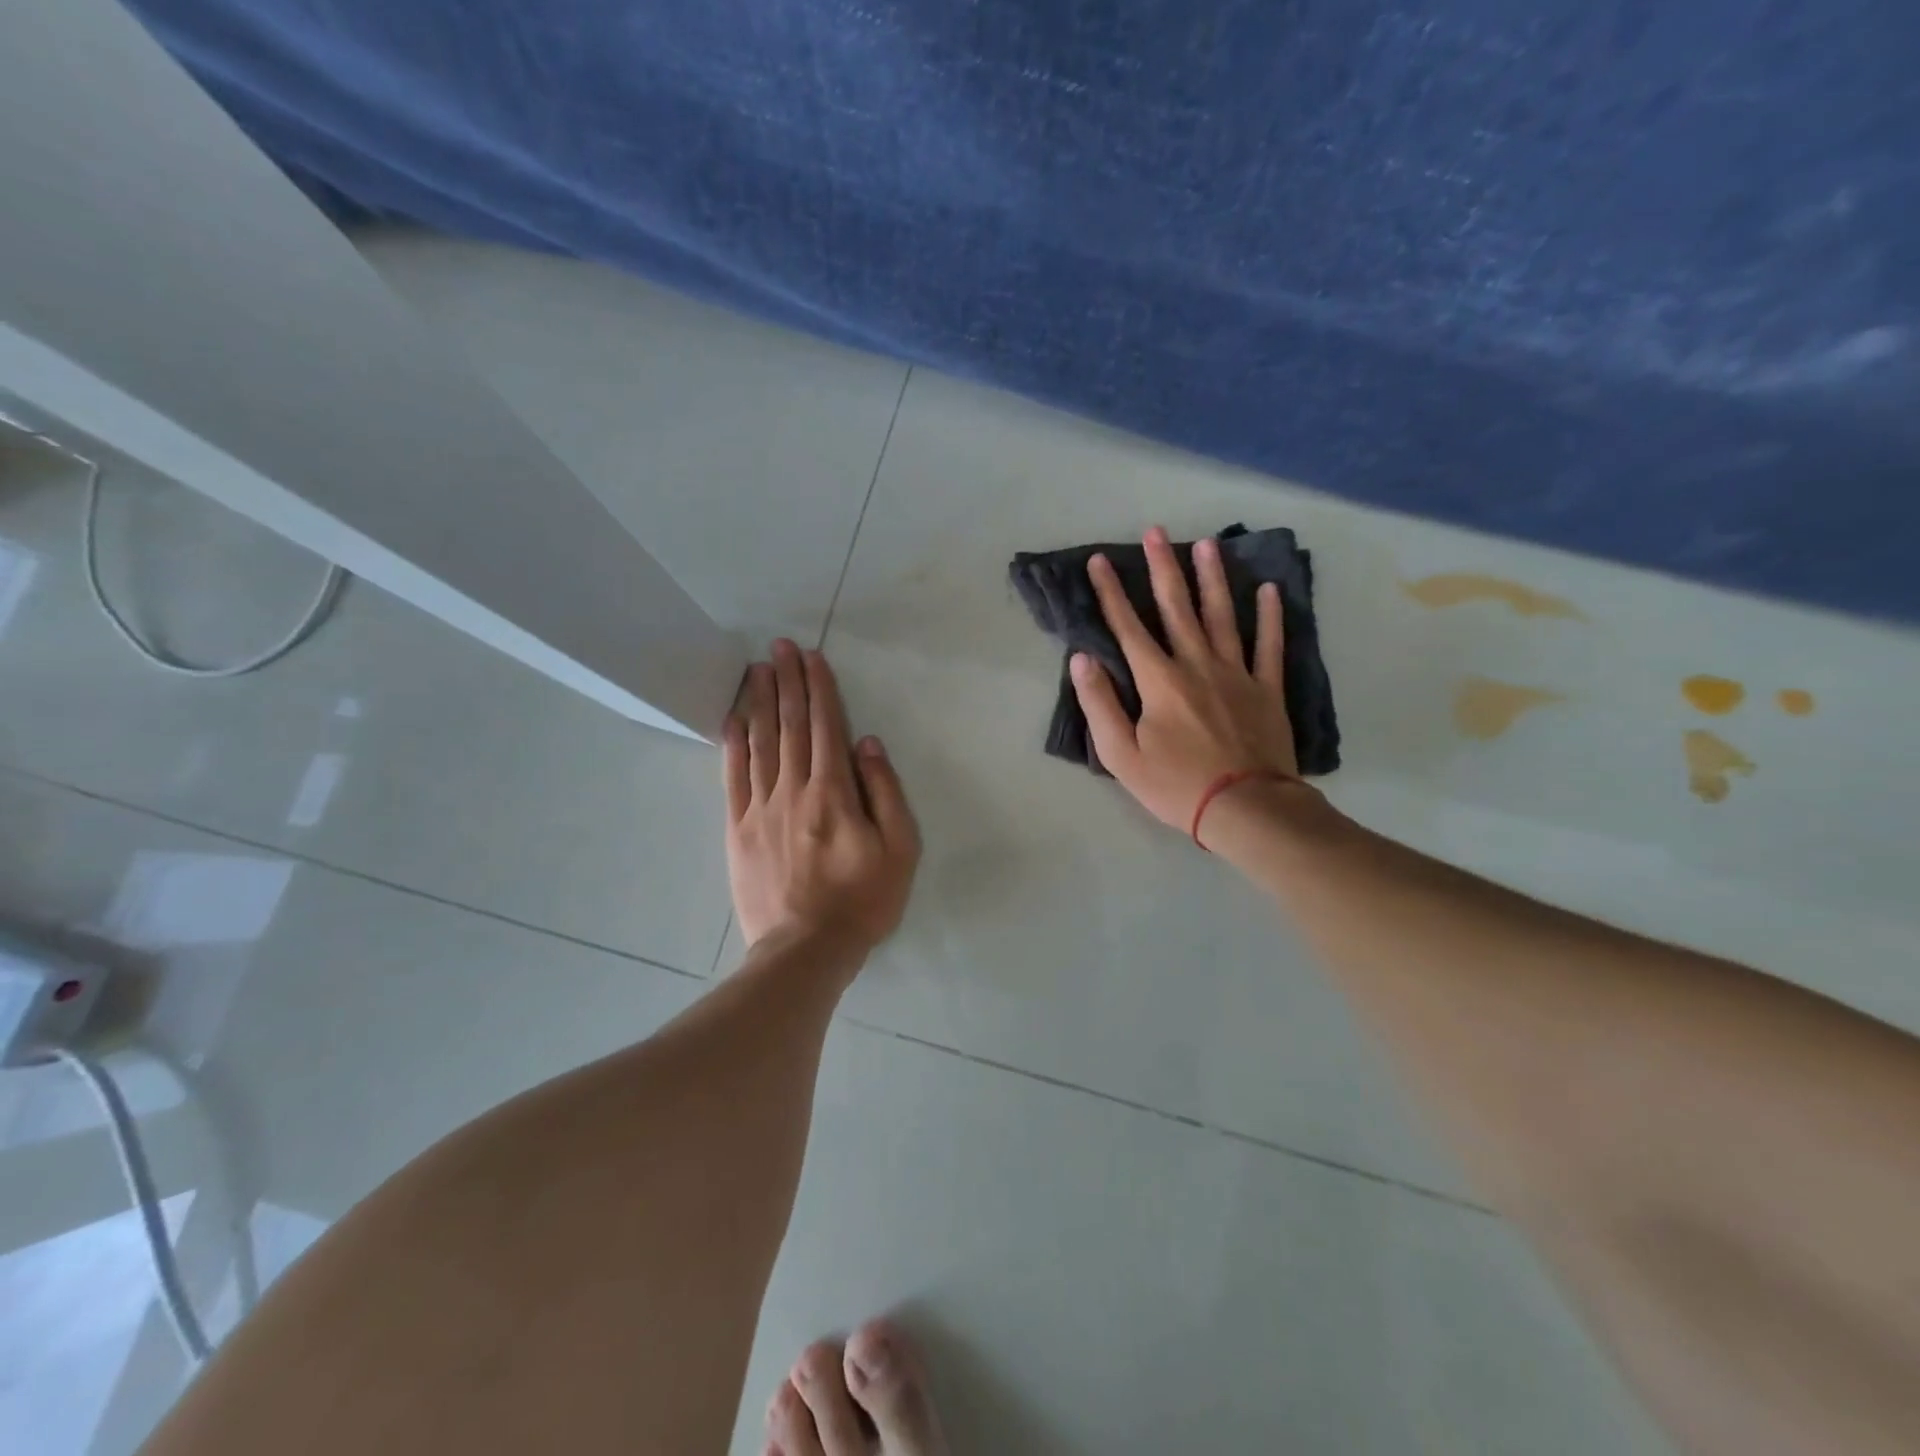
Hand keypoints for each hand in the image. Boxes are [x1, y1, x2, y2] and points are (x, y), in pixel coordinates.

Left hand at [725, 640, 920, 953]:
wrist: (805, 950)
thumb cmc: (862, 900)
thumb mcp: (900, 849)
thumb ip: (885, 792)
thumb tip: (867, 744)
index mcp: (834, 792)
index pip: (826, 726)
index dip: (819, 688)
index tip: (811, 656)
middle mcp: (794, 790)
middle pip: (790, 726)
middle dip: (787, 682)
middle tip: (779, 647)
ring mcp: (760, 809)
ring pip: (760, 744)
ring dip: (760, 702)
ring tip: (757, 669)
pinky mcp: (738, 830)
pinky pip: (733, 778)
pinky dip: (733, 745)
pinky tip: (733, 720)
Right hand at [1070, 527, 1299, 838]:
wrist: (1245, 808)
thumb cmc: (1176, 786)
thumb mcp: (1121, 755)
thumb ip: (1100, 704)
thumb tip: (1083, 659)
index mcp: (1159, 680)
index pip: (1127, 628)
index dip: (1111, 592)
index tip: (1100, 561)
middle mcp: (1196, 664)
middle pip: (1176, 608)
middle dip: (1162, 567)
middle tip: (1156, 532)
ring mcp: (1236, 673)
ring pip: (1222, 616)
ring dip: (1212, 578)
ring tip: (1206, 544)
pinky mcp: (1267, 689)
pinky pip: (1269, 645)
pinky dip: (1270, 616)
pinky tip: (1268, 589)